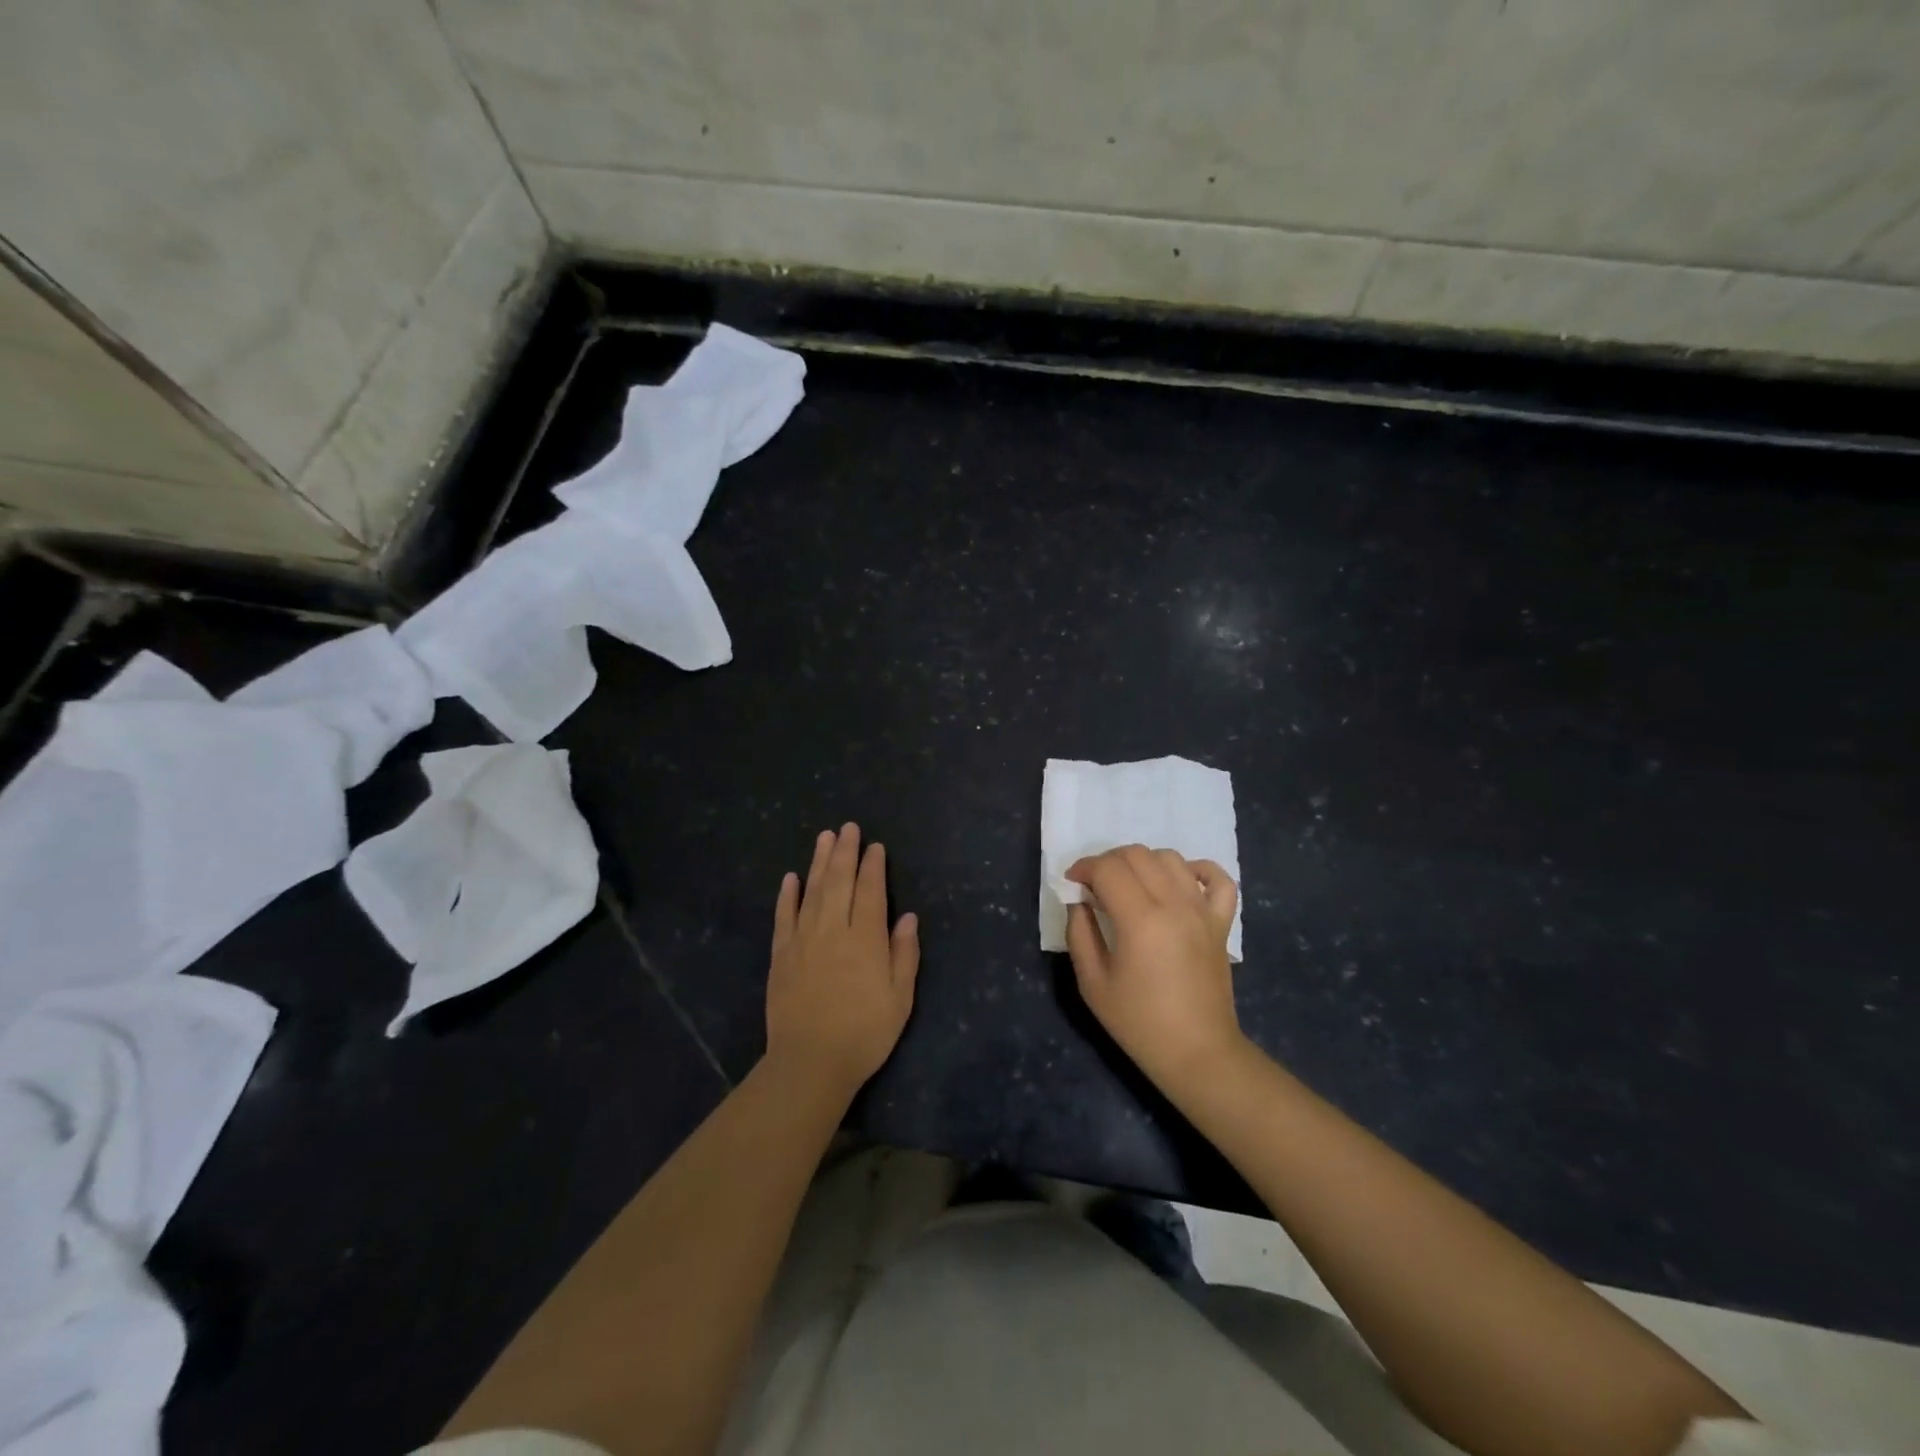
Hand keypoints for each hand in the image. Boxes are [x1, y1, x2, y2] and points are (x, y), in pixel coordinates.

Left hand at [765, 823, 919, 1097]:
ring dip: (818, 862)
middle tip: (848, 827)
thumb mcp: (900, 999)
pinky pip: (784, 917)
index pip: (870, 891)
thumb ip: (904, 954)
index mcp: (866, 939)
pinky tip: (791, 877)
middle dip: (845, 852)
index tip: (875, 846)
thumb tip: (908, 917)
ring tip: (824, 837)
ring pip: (812, 891)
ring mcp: (803, 940)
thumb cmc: (864, 1033)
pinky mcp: (781, 955)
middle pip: (839, 881)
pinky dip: (787, 895)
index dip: (873, 866)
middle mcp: (834, 930)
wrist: (810, 1063)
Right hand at [1065, 845, 1244, 1093]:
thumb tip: (1079, 900)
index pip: (1107, 868)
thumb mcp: (1092, 983)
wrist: (1197, 1053)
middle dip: (1108, 862)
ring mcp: (1203, 910)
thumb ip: (1080, 932)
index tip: (1072, 883)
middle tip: (1095, 886)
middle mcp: (1174, 905)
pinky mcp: (1222, 922)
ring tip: (1131, 886)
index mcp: (1140, 921)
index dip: (1083, 868)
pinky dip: (1197, 870)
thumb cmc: (1139, 1023)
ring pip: (1170, 858)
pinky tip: (1179, 882)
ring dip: (1143, 862)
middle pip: (1137, 854)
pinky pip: (1218, 878)